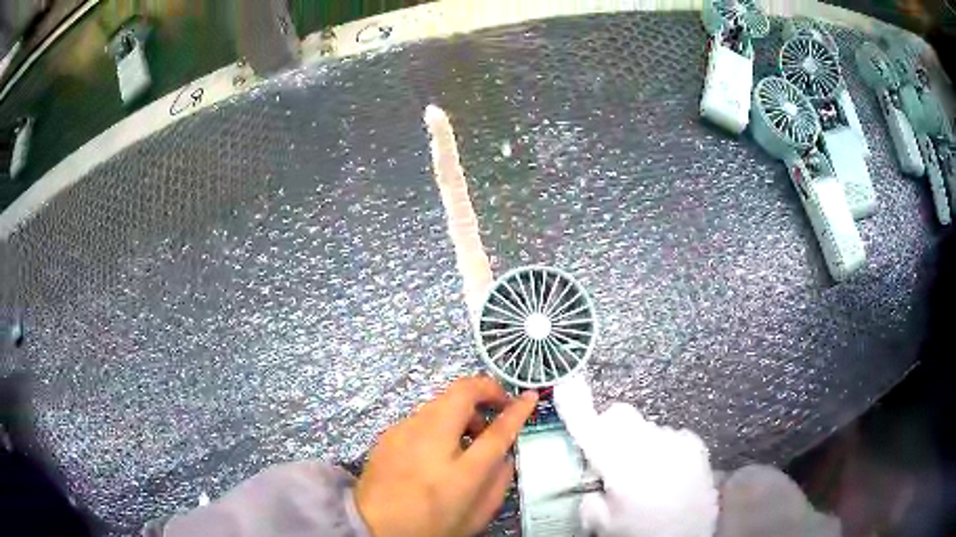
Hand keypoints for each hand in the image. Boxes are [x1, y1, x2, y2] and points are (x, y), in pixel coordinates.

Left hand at [355, 376, 537, 535]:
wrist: (372, 527)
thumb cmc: (429, 525)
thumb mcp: (475, 515)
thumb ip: (498, 482)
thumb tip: (505, 455)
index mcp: (459, 471)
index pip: (497, 431)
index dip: (517, 410)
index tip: (530, 397)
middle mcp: (430, 441)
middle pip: (462, 393)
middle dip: (485, 391)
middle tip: (494, 413)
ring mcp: (404, 432)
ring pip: (440, 401)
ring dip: (461, 409)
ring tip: (466, 437)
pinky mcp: (388, 433)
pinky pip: (422, 416)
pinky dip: (439, 422)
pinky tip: (436, 448)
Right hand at [554, 375, 718, 536]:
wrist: (691, 535)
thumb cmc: (642, 532)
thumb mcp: (603, 524)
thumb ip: (590, 497)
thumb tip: (594, 482)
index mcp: (619, 465)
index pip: (590, 428)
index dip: (574, 406)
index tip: (565, 386)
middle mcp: (648, 445)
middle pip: (619, 415)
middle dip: (609, 430)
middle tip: (611, 461)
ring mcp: (674, 440)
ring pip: (644, 427)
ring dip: (637, 443)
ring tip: (647, 475)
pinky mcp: (694, 443)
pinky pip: (668, 435)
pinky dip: (662, 449)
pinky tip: (667, 473)